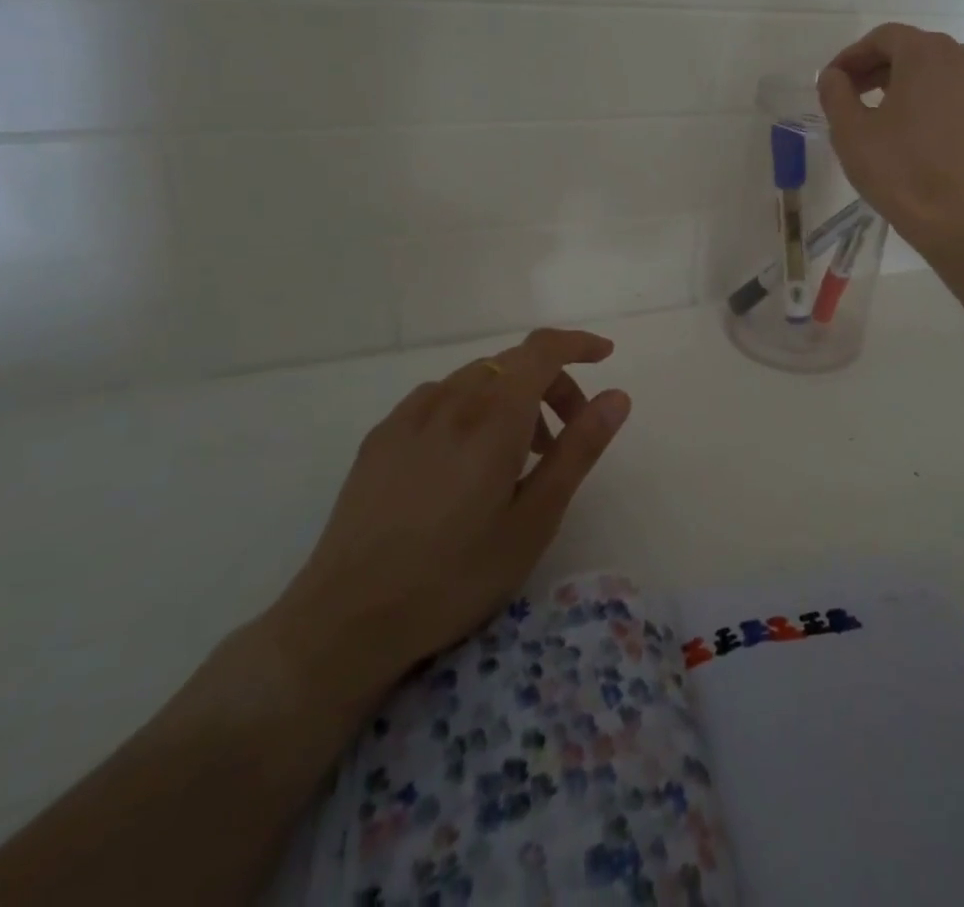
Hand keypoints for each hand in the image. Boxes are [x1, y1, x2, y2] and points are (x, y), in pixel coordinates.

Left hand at [264, 329, 629, 703]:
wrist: (346, 620)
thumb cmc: (456, 574)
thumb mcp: (535, 518)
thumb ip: (579, 449)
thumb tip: (617, 396)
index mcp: (494, 416)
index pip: (544, 350)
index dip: (579, 344)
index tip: (605, 357)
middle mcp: (452, 399)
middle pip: (514, 363)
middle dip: (552, 384)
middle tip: (566, 439)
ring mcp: (410, 414)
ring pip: (477, 379)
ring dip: (512, 399)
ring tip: (517, 458)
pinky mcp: (381, 436)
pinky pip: (440, 398)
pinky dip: (471, 408)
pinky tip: (464, 460)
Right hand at [819, 23, 963, 255]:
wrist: (959, 220)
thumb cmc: (899, 171)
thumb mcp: (850, 131)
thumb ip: (835, 93)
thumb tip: (834, 76)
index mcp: (926, 53)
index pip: (882, 38)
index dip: (852, 56)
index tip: (833, 81)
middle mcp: (963, 57)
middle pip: (912, 49)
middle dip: (878, 67)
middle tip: (852, 95)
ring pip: (938, 69)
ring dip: (906, 81)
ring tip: (882, 110)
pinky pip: (958, 91)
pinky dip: (933, 97)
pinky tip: (917, 128)